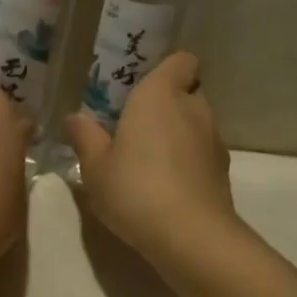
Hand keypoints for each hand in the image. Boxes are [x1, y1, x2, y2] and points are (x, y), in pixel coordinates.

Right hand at [64, 52, 237, 270]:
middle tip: (134, 127)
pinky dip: (188, 162)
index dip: (165, 69)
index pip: (181, 60)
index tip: (140, 88)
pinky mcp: (222, 171)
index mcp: (160, 94)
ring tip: (148, 161)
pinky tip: (165, 186)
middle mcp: (194, 108)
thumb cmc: (136, 189)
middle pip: (187, 92)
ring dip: (177, 135)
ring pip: (196, 124)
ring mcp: (214, 140)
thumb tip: (74, 117)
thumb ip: (84, 137)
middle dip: (166, 104)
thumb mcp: (95, 166)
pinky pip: (202, 154)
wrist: (190, 235)